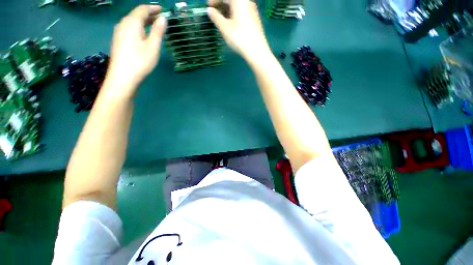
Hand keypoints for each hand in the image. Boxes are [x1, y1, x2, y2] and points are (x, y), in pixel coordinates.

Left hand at [105, 5, 166, 95]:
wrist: (123, 76)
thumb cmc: (140, 61)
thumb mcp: (153, 46)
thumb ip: (158, 31)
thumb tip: (163, 18)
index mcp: (132, 22)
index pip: (142, 9)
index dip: (153, 8)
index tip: (163, 10)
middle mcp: (123, 24)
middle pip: (136, 14)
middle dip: (149, 14)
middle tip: (160, 18)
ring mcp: (119, 32)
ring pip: (132, 21)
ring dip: (143, 21)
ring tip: (154, 25)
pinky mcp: (118, 40)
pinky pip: (129, 28)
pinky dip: (139, 27)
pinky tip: (143, 34)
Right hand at [207, 0, 270, 61]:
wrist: (257, 51)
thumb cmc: (239, 38)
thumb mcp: (225, 28)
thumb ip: (216, 17)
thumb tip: (209, 10)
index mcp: (239, 0)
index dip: (214, 0)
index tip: (208, 7)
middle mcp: (247, 2)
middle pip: (232, 0)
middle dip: (221, 4)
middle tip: (214, 13)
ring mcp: (253, 10)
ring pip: (238, 6)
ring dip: (228, 10)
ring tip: (221, 19)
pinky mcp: (255, 19)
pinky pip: (243, 12)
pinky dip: (235, 14)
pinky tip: (232, 24)